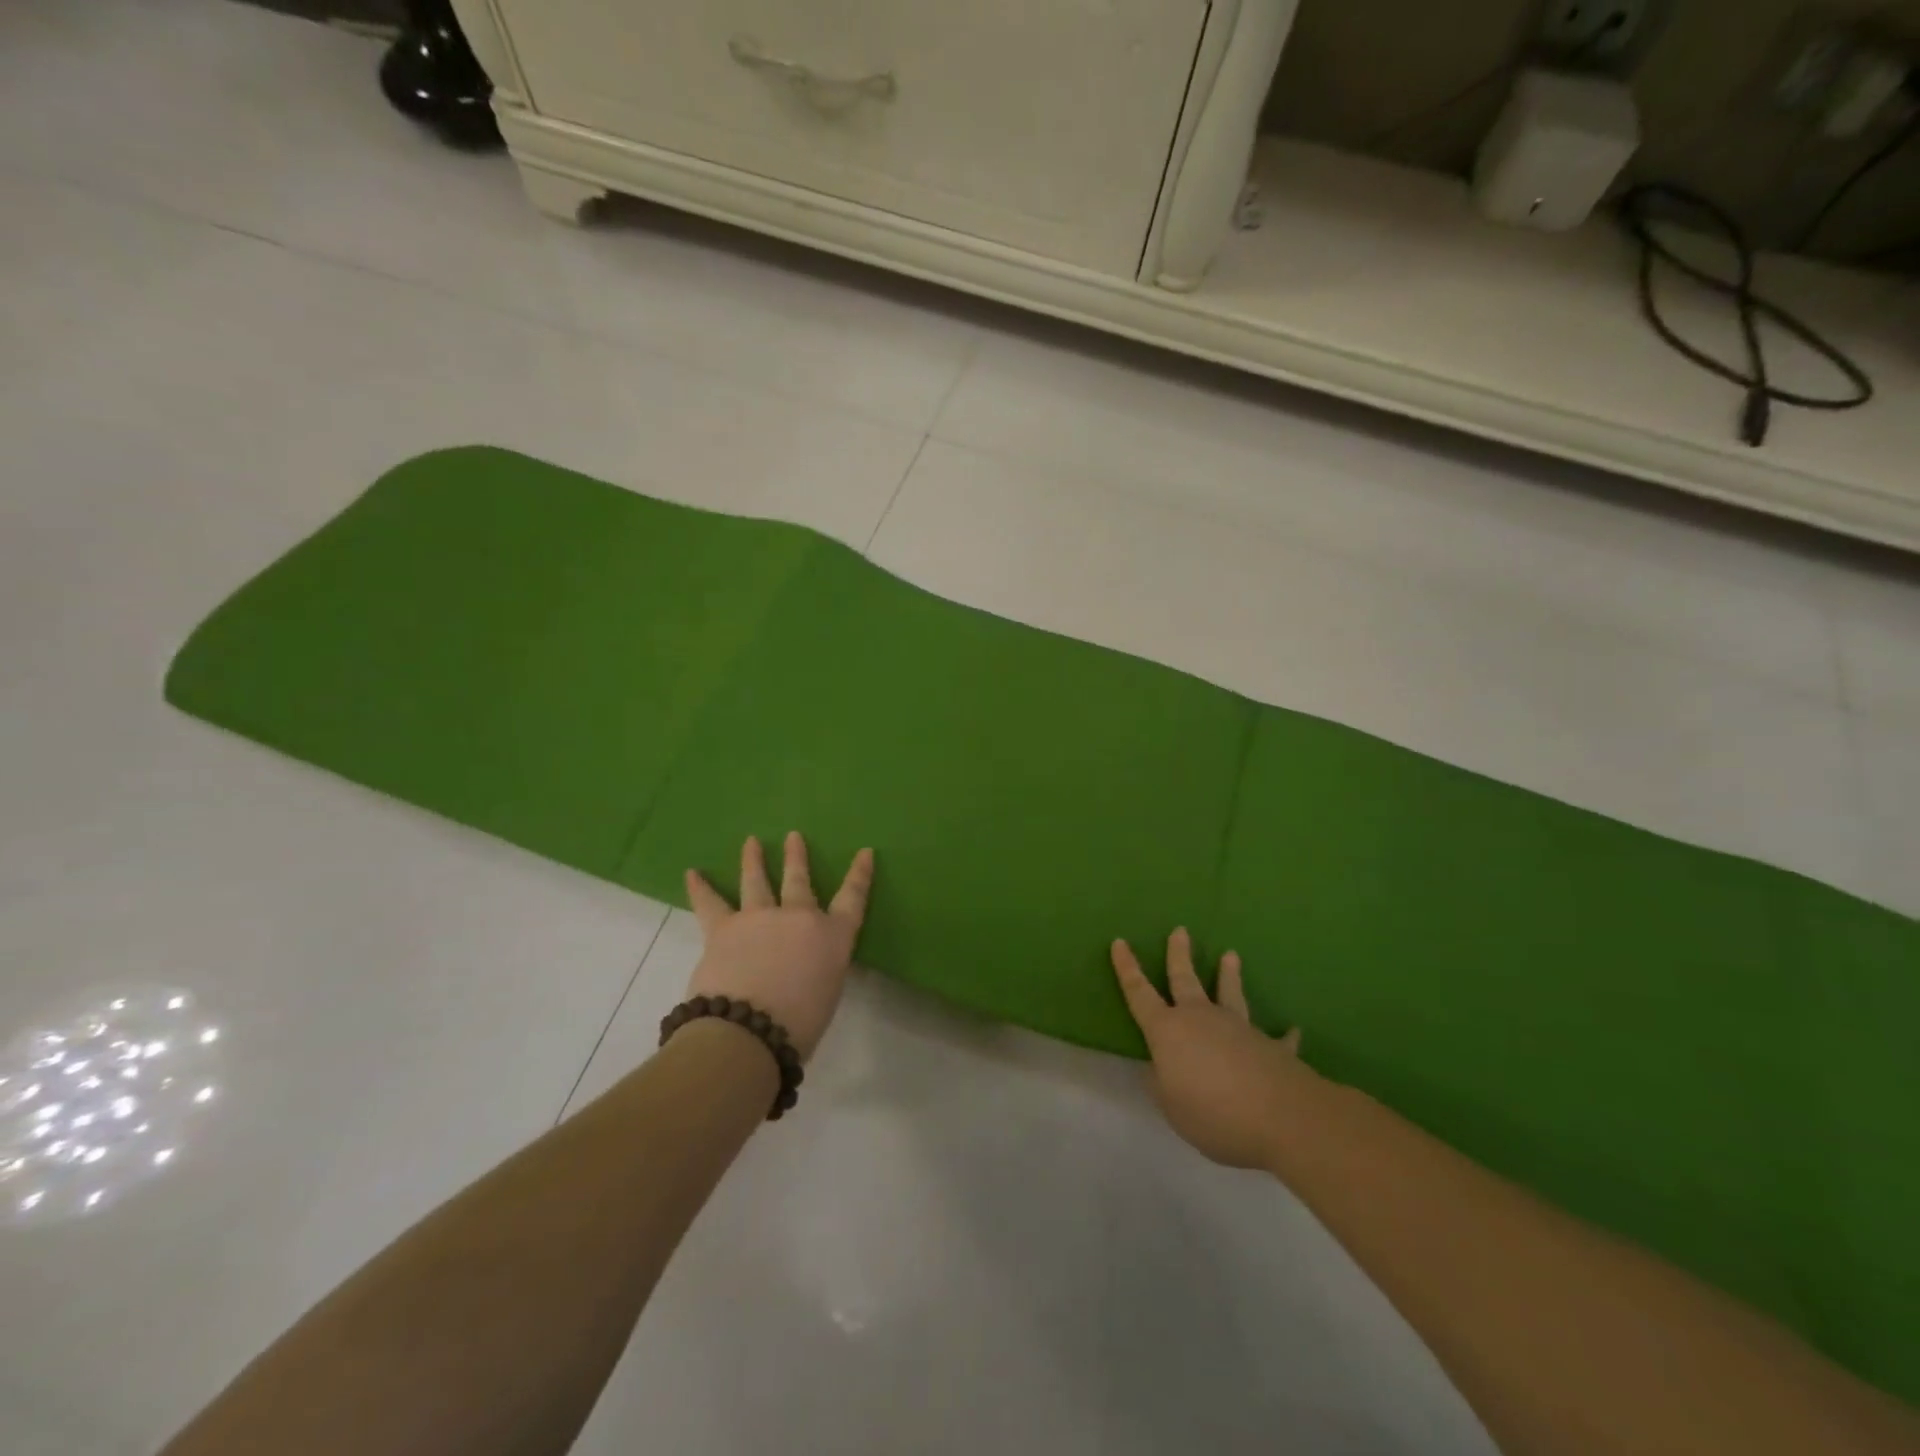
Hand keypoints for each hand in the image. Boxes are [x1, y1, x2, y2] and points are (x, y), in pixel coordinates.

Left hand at [684, 833, 874, 1059]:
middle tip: (793, 837)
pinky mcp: (723, 928)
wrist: (748, 1030)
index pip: (852, 898)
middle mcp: (798, 917)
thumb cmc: (799, 1025)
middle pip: (799, 880)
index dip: (860, 875)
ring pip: (756, 881)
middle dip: (797, 857)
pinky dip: (700, 888)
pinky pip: (710, 903)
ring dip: (753, 860)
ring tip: (751, 842)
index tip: (864, 852)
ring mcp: (759, 917)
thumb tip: (805, 963)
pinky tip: (692, 873)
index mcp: (832, 937)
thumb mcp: (827, 994)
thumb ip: (820, 969)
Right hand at [1111, 928, 1310, 1168]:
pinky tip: (1294, 1030)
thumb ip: (1161, 1084)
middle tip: (1180, 930)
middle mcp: (1200, 1018)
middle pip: (1185, 980)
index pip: (1139, 994)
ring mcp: (1238, 1028)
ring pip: (1229, 994)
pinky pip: (1277, 1038)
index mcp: (1168, 1030)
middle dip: (1179, 955)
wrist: (1280, 1116)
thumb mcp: (1171, 1107)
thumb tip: (1158, 1068)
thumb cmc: (1213, 1112)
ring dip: (1229, 975)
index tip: (1120, 942)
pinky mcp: (1271, 1046)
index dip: (1127, 969)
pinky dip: (1285, 1035)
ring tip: (1231, 955)